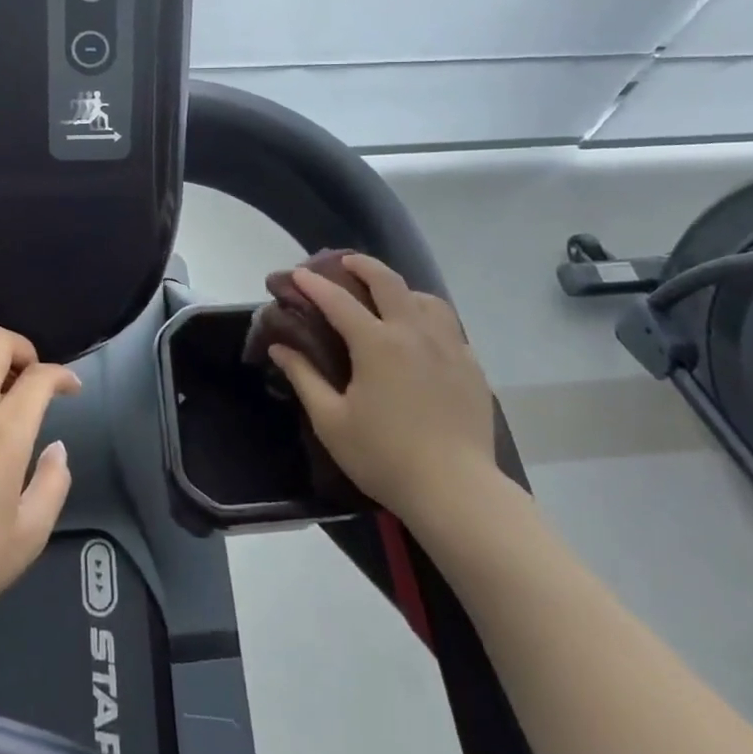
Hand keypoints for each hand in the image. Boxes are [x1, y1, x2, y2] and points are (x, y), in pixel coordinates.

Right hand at [267, 254, 499, 522]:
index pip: (338, 301)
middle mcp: (413, 332)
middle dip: (363, 265)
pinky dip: (429, 319)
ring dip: (402, 289)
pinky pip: (449, 327)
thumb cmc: (384, 456)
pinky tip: (423, 337)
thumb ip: (304, 378)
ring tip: (389, 297)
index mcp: (376, 343)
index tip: (297, 274)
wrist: (456, 490)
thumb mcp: (331, 421)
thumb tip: (280, 347)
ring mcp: (448, 346)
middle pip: (388, 281)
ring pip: (426, 299)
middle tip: (346, 263)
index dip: (314, 285)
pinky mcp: (471, 366)